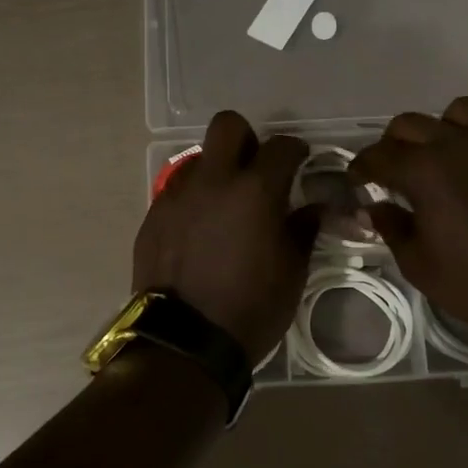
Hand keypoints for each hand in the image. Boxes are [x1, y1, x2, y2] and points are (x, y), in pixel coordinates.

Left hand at [133, 112, 320, 364]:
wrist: (184, 341)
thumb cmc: (251, 308)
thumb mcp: (292, 272)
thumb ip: (303, 229)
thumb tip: (314, 208)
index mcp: (255, 191)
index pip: (281, 146)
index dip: (295, 150)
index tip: (300, 162)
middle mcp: (213, 181)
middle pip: (228, 126)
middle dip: (247, 139)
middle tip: (256, 170)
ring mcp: (177, 196)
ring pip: (198, 160)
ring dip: (217, 172)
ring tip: (225, 207)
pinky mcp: (153, 216)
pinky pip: (177, 192)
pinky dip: (194, 201)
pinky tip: (200, 232)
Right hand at [351, 97, 467, 350]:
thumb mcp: (419, 265)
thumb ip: (392, 227)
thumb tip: (375, 207)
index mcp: (424, 171)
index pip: (378, 156)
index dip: (360, 168)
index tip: (356, 182)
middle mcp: (456, 145)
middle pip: (408, 125)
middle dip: (390, 146)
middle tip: (389, 174)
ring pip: (452, 112)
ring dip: (433, 130)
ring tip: (433, 159)